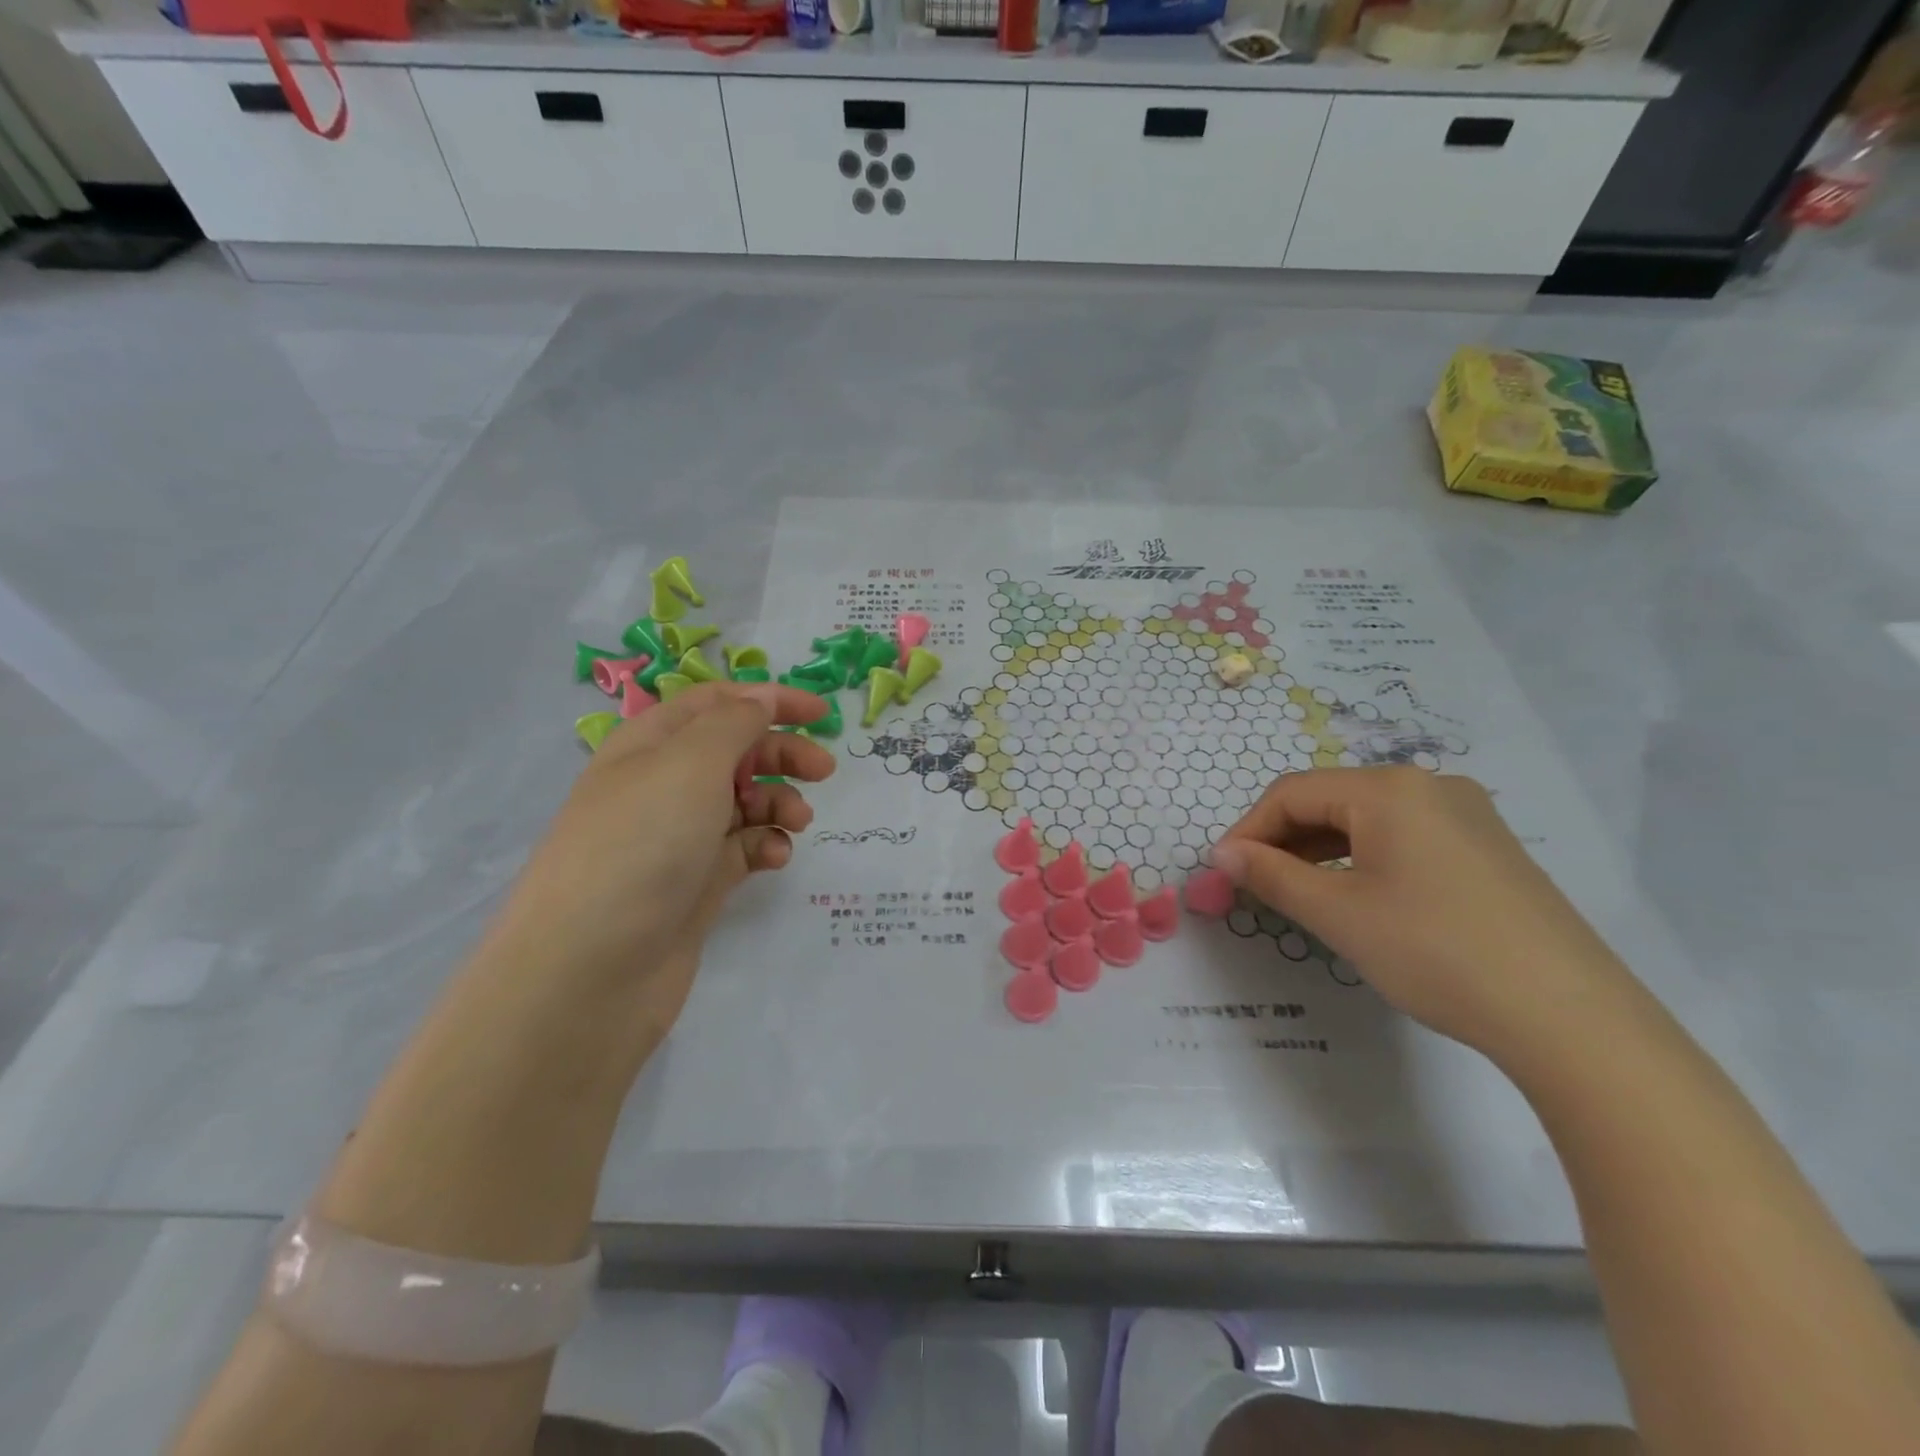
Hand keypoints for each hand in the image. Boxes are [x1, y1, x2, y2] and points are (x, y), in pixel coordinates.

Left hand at [484, 681, 833, 1030]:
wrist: (590, 971)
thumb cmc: (641, 845)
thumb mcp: (690, 764)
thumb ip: (735, 722)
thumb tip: (762, 697)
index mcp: (651, 744)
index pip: (716, 702)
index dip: (769, 700)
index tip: (822, 714)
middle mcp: (663, 785)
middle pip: (736, 750)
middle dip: (782, 753)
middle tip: (824, 772)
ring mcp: (679, 837)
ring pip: (744, 801)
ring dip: (778, 802)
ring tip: (796, 822)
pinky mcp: (696, 882)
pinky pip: (742, 848)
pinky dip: (764, 845)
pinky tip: (774, 858)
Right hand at [1212, 767, 1629, 1060]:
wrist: (1570, 1018)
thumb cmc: (1436, 952)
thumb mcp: (1338, 914)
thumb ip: (1271, 876)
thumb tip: (1222, 855)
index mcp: (1389, 789)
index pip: (1292, 793)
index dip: (1249, 829)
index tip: (1223, 872)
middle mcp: (1429, 786)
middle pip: (1330, 800)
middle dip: (1283, 839)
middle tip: (1255, 885)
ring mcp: (1465, 815)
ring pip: (1366, 820)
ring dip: (1320, 850)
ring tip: (1296, 893)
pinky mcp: (1486, 847)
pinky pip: (1403, 837)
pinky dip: (1362, 859)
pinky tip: (1355, 896)